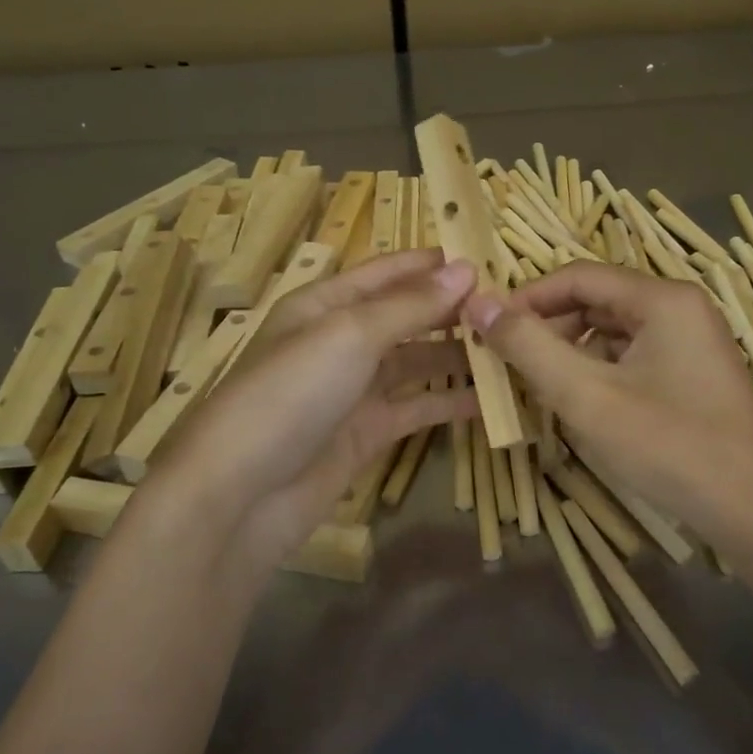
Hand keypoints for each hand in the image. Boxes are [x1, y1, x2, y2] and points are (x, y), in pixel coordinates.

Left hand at [141, 249, 477, 590]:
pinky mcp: (367, 432)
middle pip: (406, 316)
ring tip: (511, 350)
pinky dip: (450, 403)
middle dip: (452, 311)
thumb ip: (410, 305)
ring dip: (458, 356)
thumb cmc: (291, 394)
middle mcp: (341, 341)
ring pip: (417, 363)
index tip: (486, 258)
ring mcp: (355, 389)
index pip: (387, 272)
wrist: (241, 495)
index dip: (431, 264)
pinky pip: (417, 408)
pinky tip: (491, 400)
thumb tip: (466, 270)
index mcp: (326, 305)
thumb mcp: (350, 335)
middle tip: (510, 309)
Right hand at [466, 263, 752, 550]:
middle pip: (597, 301)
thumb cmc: (669, 446)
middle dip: (549, 328)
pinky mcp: (695, 376)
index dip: (527, 298)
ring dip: (572, 353)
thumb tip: (479, 302)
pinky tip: (582, 405)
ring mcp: (694, 344)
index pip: (578, 276)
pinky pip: (635, 358)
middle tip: (508, 363)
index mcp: (662, 299)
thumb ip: (529, 346)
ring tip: (538, 387)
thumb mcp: (586, 396)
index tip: (487, 328)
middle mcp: (682, 309)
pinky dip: (600, 373)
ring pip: (614, 333)